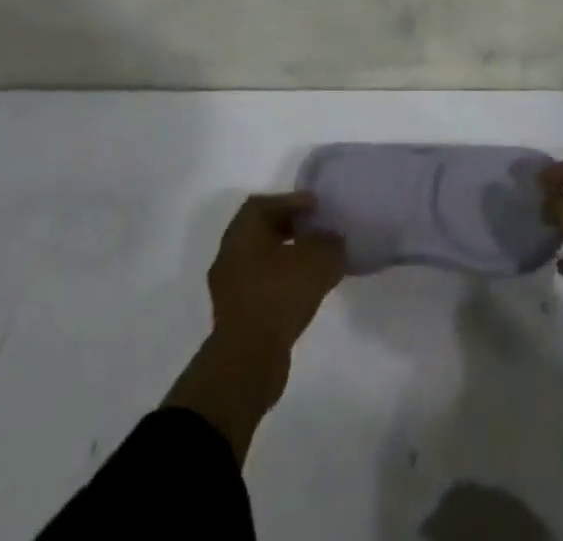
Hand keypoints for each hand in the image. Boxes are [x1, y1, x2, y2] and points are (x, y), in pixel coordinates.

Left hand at [206, 192, 345, 357]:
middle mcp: (229, 255)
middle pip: (260, 231)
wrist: (248, 361)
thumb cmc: (279, 295)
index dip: (291, 201)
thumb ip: (330, 243)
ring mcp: (229, 289)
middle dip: (289, 227)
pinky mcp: (235, 317)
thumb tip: (333, 241)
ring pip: (260, 261)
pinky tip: (304, 291)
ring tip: (315, 262)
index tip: (316, 207)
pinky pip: (260, 287)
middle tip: (317, 230)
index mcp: (242, 233)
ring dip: (286, 257)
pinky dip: (281, 283)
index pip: (263, 204)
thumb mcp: (318, 260)